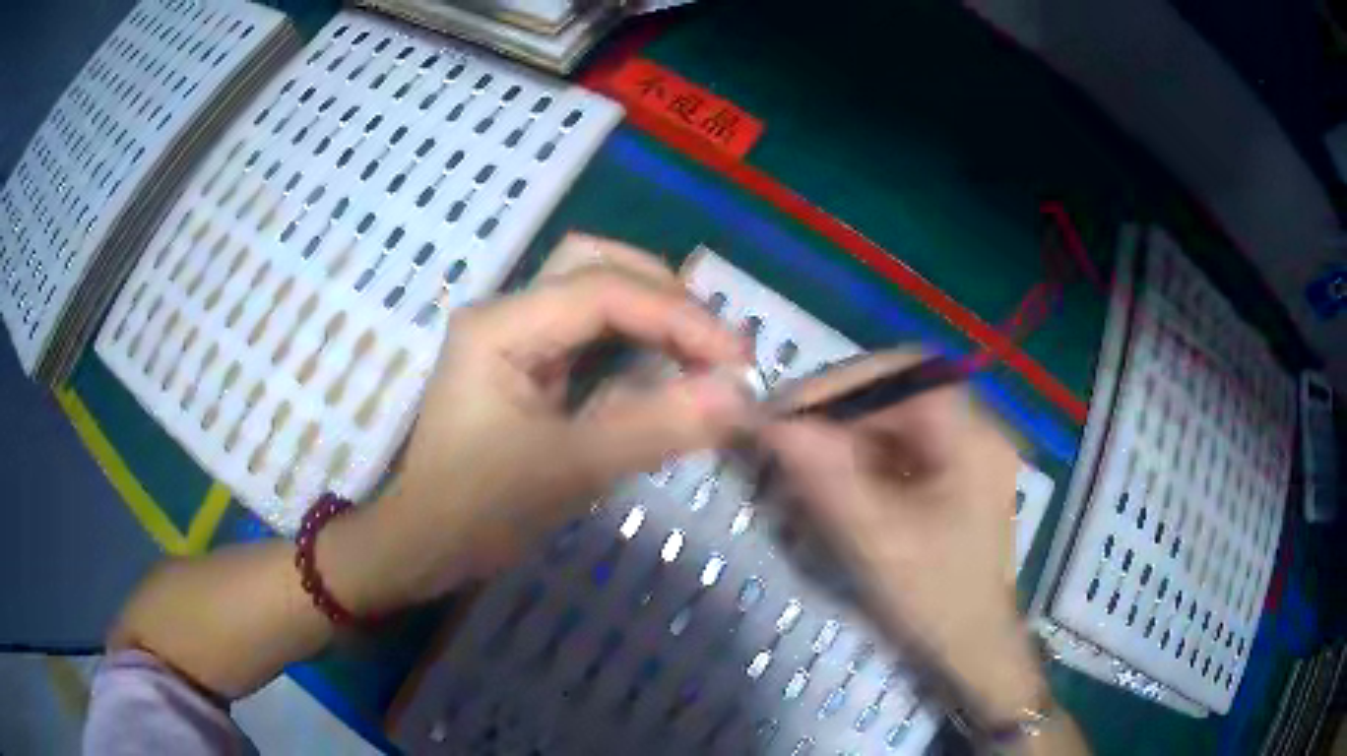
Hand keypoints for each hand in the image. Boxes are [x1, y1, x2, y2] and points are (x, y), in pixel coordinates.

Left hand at [352, 235, 751, 608]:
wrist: (425, 547)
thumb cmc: (478, 512)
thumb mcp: (570, 471)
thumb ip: (656, 428)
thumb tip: (742, 397)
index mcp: (500, 326)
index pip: (603, 292)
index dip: (678, 317)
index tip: (738, 360)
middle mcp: (506, 314)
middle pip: (596, 266)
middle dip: (665, 297)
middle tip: (717, 346)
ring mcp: (515, 336)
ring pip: (595, 292)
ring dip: (653, 313)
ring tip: (703, 352)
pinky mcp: (527, 365)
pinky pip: (591, 334)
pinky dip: (636, 342)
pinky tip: (666, 367)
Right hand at [760, 351, 1044, 720]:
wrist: (974, 649)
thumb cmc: (935, 599)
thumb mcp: (876, 540)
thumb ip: (823, 477)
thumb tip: (767, 423)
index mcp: (973, 437)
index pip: (903, 375)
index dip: (841, 383)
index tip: (786, 412)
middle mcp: (977, 430)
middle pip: (899, 394)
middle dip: (838, 411)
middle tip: (787, 438)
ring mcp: (968, 453)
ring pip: (897, 421)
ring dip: (847, 435)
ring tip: (804, 462)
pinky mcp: (956, 477)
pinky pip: (902, 449)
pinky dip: (863, 458)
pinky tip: (837, 483)